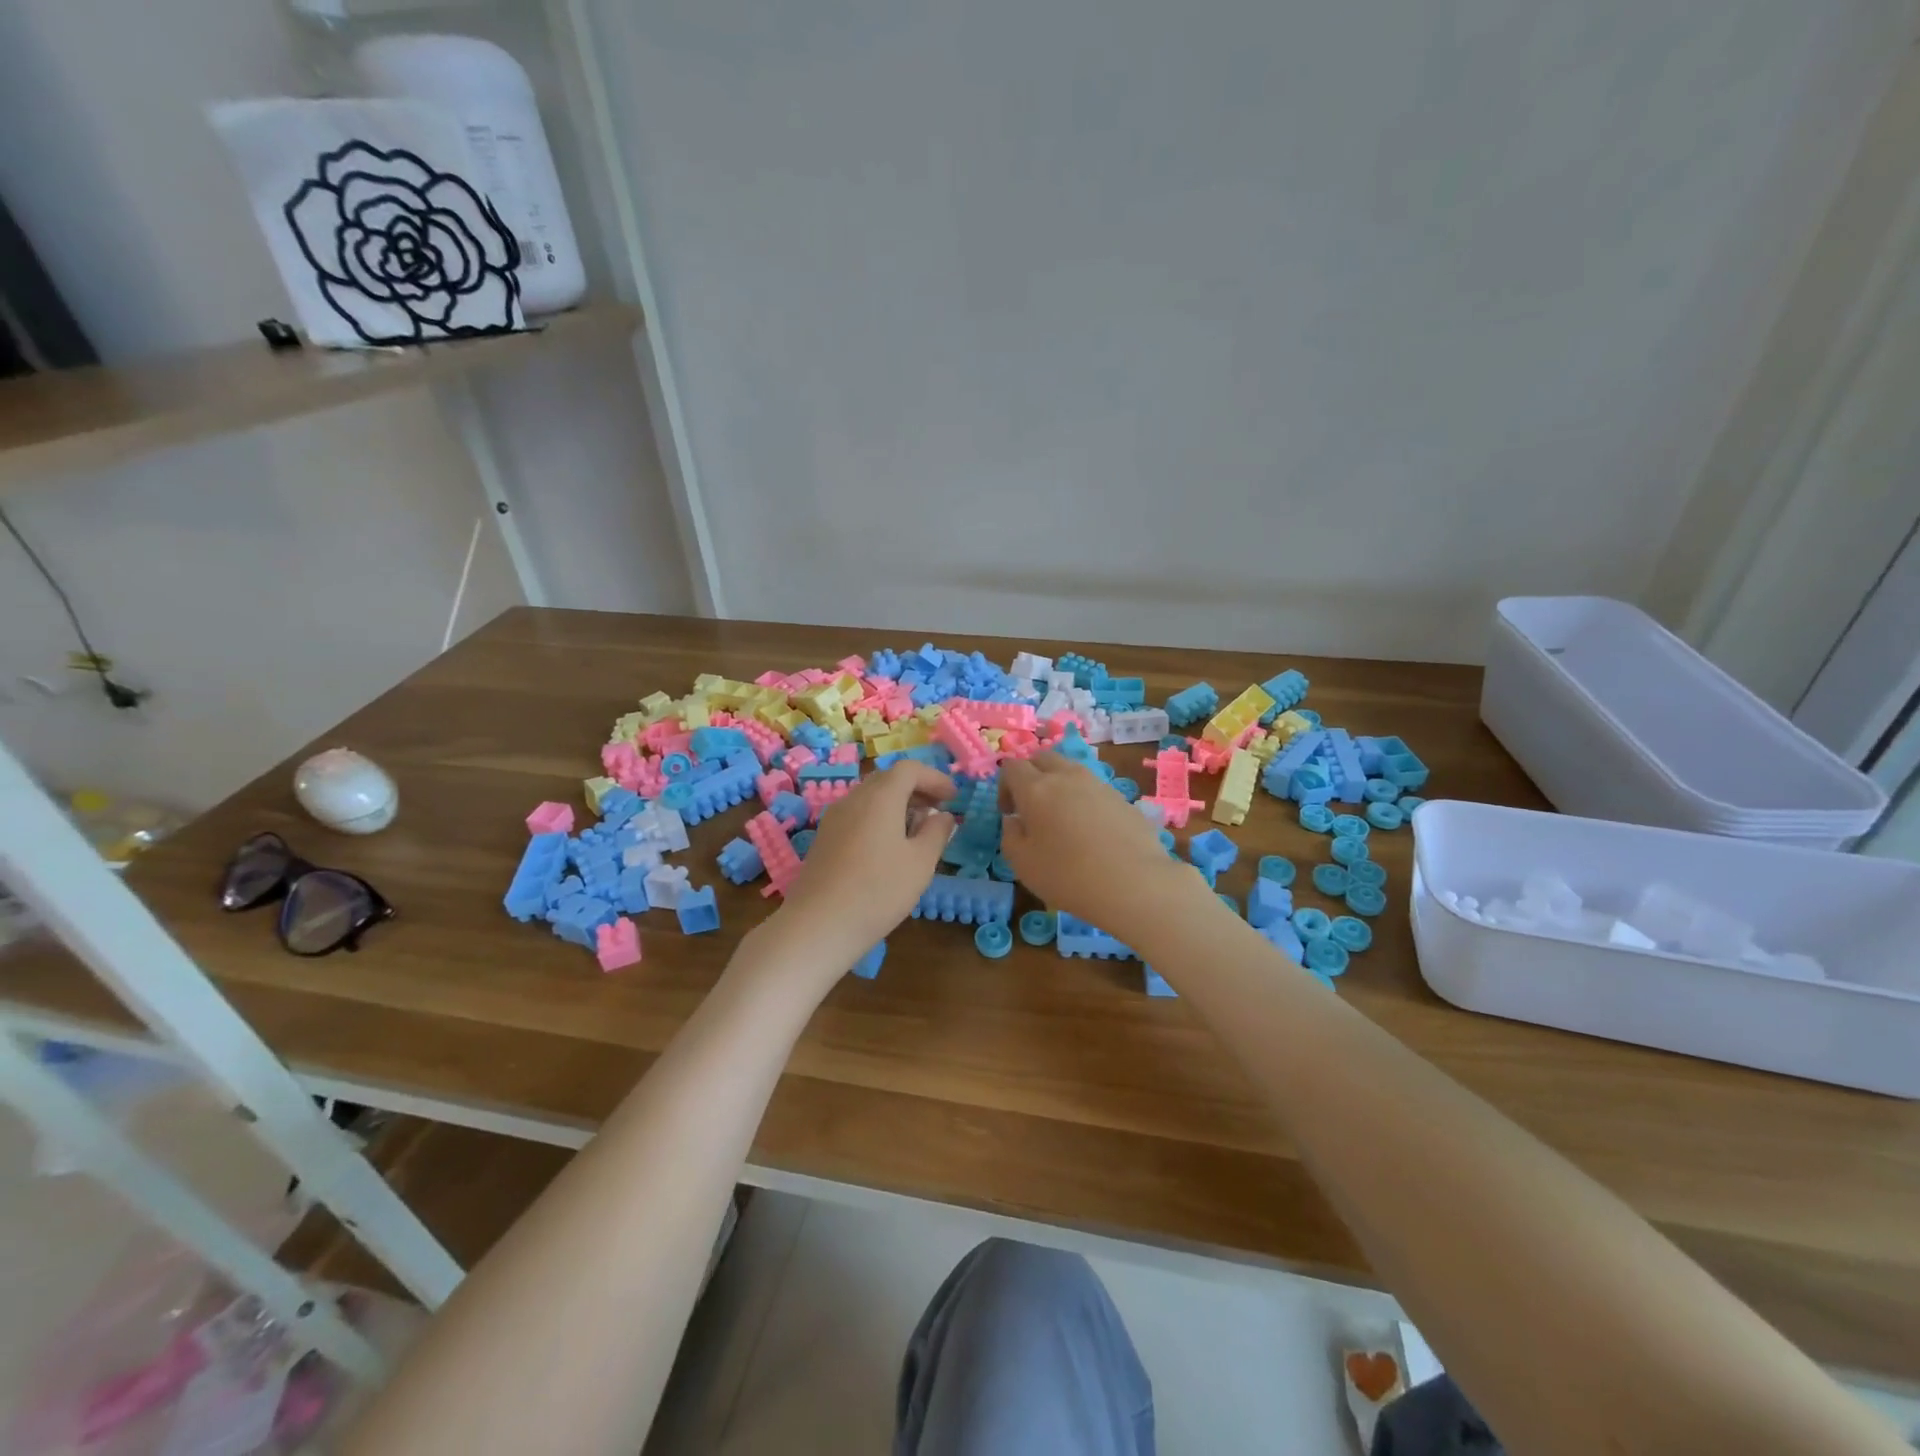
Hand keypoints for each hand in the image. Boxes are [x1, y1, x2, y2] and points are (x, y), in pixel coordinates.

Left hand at [772, 762, 956, 970]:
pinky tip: (888, 848)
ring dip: (897, 805)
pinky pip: (857, 815)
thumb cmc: (878, 890)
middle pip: (888, 780)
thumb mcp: (921, 863)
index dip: (935, 778)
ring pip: (870, 798)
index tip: (953, 797)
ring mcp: (834, 818)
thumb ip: (937, 832)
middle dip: (916, 789)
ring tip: (917, 831)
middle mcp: (854, 799)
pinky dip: (879, 818)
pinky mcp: (824, 839)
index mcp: (880, 797)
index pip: (909, 769)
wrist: (818, 925)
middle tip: (938, 810)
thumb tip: (943, 815)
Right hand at [998, 753, 1197, 933]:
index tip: (1009, 813)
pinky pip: (1094, 788)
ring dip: (1059, 784)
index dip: (1004, 786)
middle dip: (1031, 775)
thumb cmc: (1068, 876)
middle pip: (1042, 758)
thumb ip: (1010, 836)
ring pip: (1071, 769)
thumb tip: (1014, 820)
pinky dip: (1084, 799)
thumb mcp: (1023, 864)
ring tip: (1061, 817)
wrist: (1134, 883)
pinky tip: (1091, 830)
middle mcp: (1067, 776)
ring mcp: (1098, 784)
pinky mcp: (1122, 797)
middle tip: (1031, 807)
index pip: (1012, 767)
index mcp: (1036, 788)